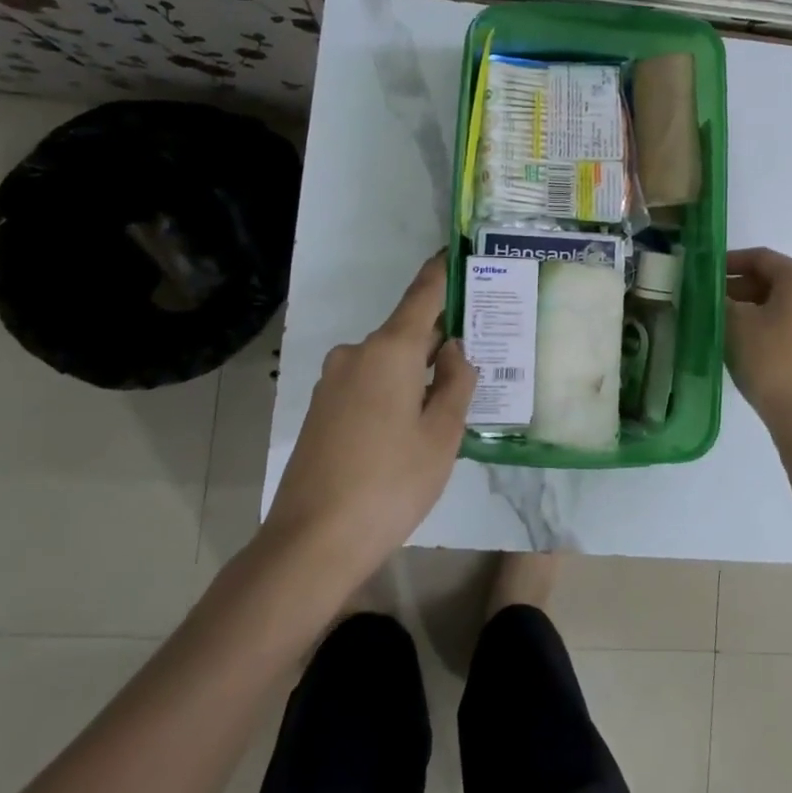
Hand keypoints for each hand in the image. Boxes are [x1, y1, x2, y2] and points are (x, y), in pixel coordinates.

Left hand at [261, 254, 476, 589]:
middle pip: (407, 331)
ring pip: (388, 361)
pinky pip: (368, 383)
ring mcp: (333, 381)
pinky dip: (394, 388)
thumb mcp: (442, 433)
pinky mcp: (321, 409)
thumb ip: (457, 382)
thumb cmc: (391, 482)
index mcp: (389, 350)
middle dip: (440, 336)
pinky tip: (412, 423)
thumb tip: (454, 349)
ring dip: (418, 370)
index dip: (442, 271)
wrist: (312, 541)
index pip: (422, 294)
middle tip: (479, 347)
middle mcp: (356, 354)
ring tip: (451, 396)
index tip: (457, 250)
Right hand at [725, 247, 791, 442]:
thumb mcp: (735, 324)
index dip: (728, 262)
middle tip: (707, 300)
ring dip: (750, 308)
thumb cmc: (773, 361)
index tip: (702, 273)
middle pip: (773, 279)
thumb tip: (709, 291)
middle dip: (738, 287)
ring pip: (782, 303)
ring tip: (720, 322)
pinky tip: (744, 343)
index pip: (761, 257)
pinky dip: (767, 324)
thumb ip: (719, 299)